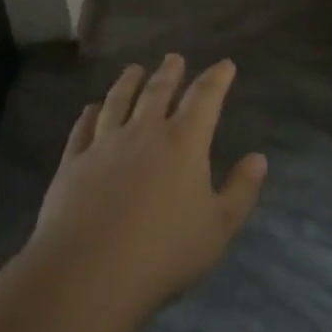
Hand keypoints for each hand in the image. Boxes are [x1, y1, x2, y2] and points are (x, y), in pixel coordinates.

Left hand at [29, 54, 266, 320]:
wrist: (88, 274)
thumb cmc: (163, 252)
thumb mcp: (218, 228)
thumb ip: (241, 190)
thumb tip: (259, 158)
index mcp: (184, 143)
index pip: (205, 98)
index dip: (217, 78)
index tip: (225, 65)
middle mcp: (144, 133)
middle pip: (158, 92)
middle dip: (170, 72)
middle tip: (174, 58)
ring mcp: (104, 145)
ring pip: (118, 101)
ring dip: (129, 82)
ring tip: (134, 69)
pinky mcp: (73, 163)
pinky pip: (83, 129)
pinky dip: (89, 114)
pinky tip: (91, 108)